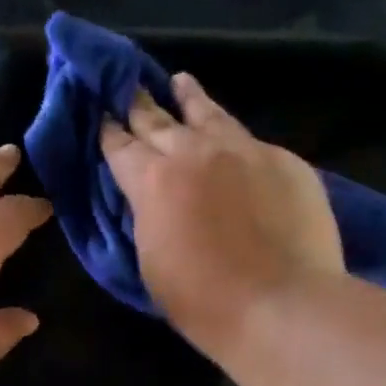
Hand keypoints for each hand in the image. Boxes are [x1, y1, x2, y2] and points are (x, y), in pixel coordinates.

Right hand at [100, 75, 341, 355]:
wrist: (281, 305)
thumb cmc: (203, 300)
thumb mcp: (150, 260)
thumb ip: (146, 217)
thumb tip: (150, 198)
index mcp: (152, 180)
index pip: (120, 145)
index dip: (108, 130)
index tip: (101, 115)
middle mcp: (194, 152)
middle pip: (158, 118)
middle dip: (139, 103)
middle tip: (129, 87)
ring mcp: (243, 150)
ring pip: (209, 113)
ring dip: (189, 97)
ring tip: (181, 81)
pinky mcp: (284, 160)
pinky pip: (250, 140)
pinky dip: (233, 136)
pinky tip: (233, 139)